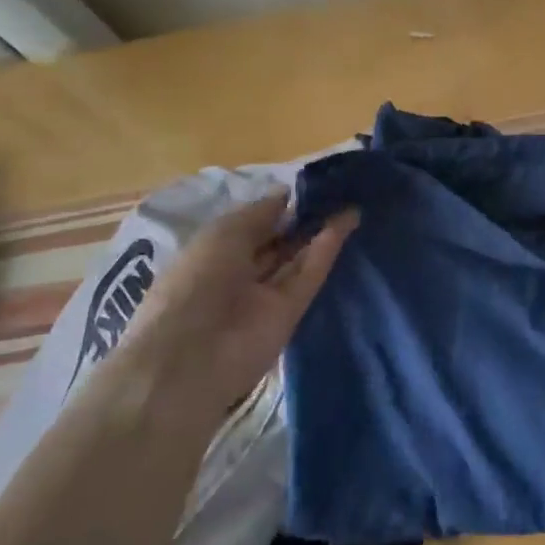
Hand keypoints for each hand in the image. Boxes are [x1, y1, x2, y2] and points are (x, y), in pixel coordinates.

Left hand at [119, 193, 357, 425]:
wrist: (193, 357)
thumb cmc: (195, 283)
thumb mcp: (222, 234)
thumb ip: (259, 214)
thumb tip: (287, 194)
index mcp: (213, 253)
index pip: (251, 226)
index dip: (277, 208)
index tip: (308, 187)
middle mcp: (240, 273)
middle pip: (278, 243)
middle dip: (303, 220)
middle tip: (337, 193)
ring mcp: (267, 295)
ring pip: (298, 259)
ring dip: (321, 232)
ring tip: (351, 204)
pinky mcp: (291, 312)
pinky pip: (310, 276)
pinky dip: (326, 251)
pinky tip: (345, 224)